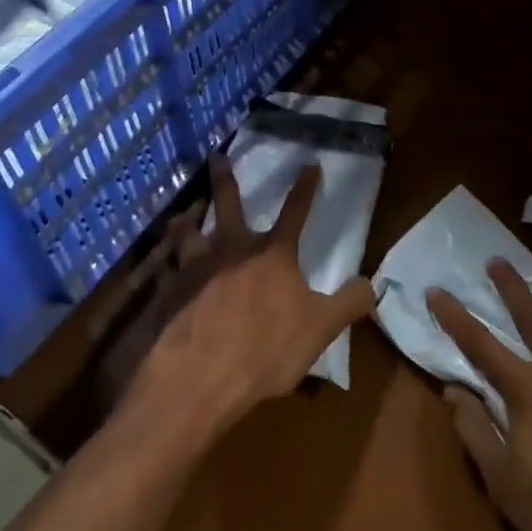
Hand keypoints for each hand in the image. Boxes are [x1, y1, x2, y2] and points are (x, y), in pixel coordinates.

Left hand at [125, 155, 374, 450]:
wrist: (200, 375)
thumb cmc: (265, 349)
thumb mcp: (320, 329)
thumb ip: (348, 304)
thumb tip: (371, 283)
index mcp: (272, 255)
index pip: (295, 212)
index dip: (305, 188)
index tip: (310, 164)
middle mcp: (232, 250)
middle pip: (228, 204)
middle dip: (225, 178)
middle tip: (217, 156)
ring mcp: (195, 268)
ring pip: (188, 232)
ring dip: (186, 221)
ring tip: (182, 216)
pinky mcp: (168, 291)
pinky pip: (165, 271)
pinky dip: (164, 267)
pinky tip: (160, 270)